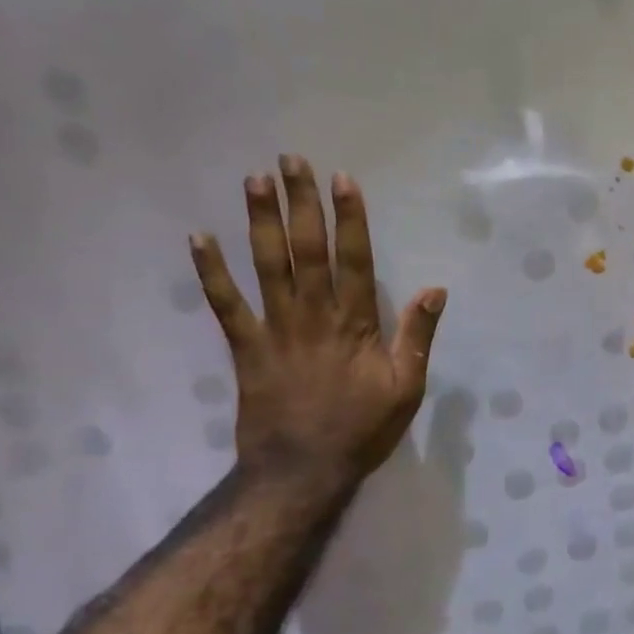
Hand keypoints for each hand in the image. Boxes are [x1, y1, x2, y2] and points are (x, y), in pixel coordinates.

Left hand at [189, 156, 446, 490]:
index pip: (355, 261)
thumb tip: (435, 290)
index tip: (342, 180)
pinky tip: (199, 239)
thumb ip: (417, 337)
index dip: (350, 219)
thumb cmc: (362, 430)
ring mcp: (276, 330)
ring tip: (254, 181)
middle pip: (307, 251)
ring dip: (260, 222)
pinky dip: (211, 272)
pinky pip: (225, 305)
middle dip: (301, 204)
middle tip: (291, 161)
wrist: (303, 471)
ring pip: (267, 267)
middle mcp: (314, 317)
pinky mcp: (246, 348)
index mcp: (356, 326)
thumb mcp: (407, 389)